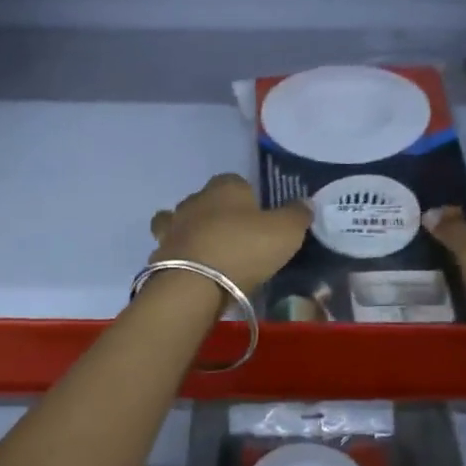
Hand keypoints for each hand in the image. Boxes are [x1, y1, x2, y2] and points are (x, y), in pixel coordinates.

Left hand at [150, 174, 311, 295]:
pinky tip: (193, 271)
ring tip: (208, 253)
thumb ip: (297, 215)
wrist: (194, 284)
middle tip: (235, 238)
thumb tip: (305, 202)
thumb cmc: (244, 248)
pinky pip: (172, 249)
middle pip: (206, 200)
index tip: (257, 219)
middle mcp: (195, 199)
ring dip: (191, 232)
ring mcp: (173, 226)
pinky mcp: (159, 253)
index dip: (247, 198)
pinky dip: (181, 256)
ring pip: (180, 221)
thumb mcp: (285, 232)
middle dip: (217, 214)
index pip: (236, 181)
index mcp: (225, 186)